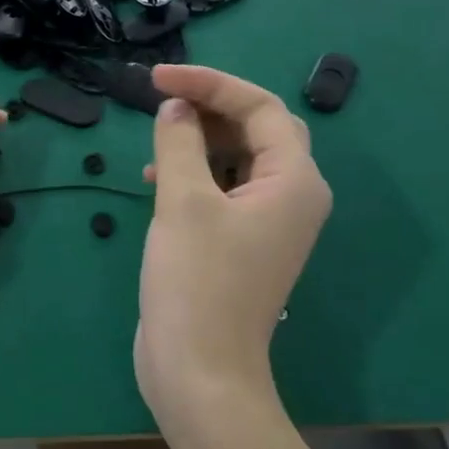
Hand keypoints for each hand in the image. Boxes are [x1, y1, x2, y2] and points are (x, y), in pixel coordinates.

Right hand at [135, 65, 330, 439]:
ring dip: (198, 141)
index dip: (208, 83)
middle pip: (256, 129)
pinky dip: (195, 173)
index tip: (156, 79)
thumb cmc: (197, 281)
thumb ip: (179, 143)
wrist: (200, 368)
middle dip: (208, 108)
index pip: (259, 108)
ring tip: (155, 143)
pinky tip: (156, 180)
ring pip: (238, 159)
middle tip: (159, 101)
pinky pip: (224, 189)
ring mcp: (268, 223)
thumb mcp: (182, 201)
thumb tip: (176, 108)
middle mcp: (292, 197)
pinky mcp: (242, 243)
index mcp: (294, 181)